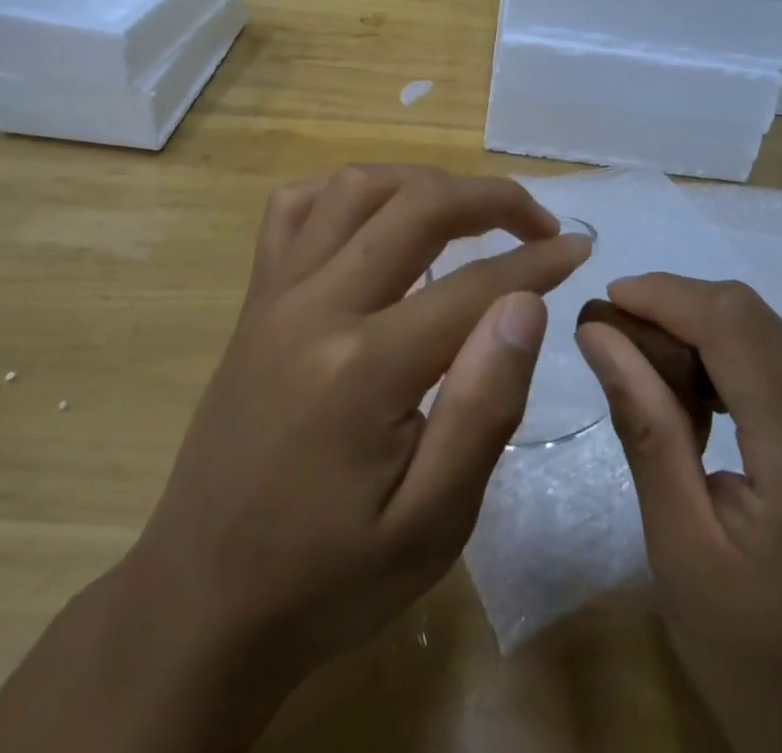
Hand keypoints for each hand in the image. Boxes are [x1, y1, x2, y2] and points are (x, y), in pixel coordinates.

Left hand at [0, 165, 590, 752]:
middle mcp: (316, 305)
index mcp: (364, 367)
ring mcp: (276, 293)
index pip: (474, 284)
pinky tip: (377, 216)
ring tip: (468, 211)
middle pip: (416, 206)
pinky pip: (295, 208)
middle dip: (491, 198)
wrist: (203, 600)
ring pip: (357, 187)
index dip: (537, 259)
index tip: (578, 247)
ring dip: (423, 182)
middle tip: (538, 222)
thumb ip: (483, 407)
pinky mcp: (255, 299)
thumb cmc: (329, 577)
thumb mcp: (431, 526)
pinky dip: (347, 193)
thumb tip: (525, 303)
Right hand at [577, 274, 781, 752]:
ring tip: (648, 371)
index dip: (665, 295)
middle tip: (615, 339)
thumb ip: (644, 426)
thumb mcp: (681, 549)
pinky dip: (735, 364)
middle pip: (755, 319)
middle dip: (677, 310)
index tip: (604, 302)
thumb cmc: (760, 668)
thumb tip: (598, 334)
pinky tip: (701, 401)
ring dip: (704, 334)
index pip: (735, 324)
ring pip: (773, 337)